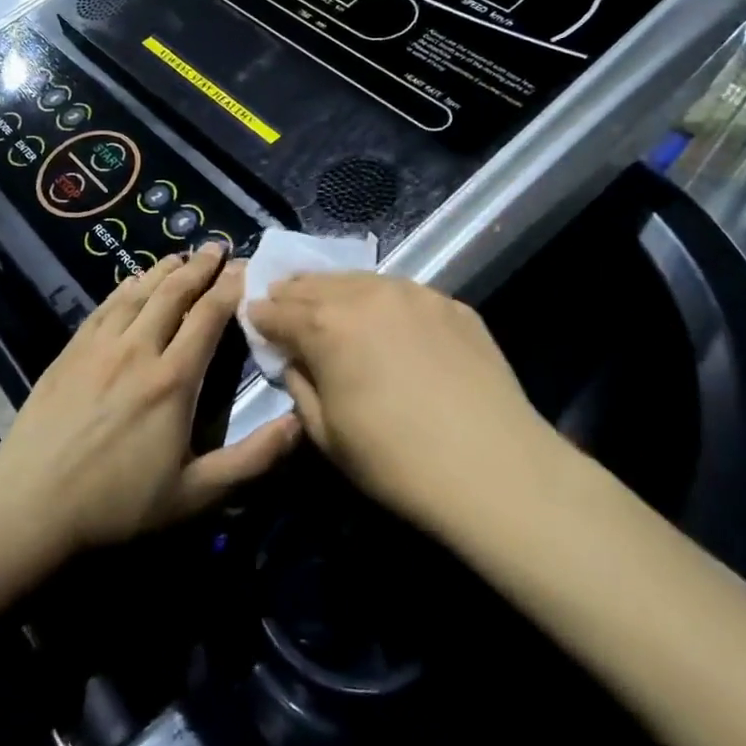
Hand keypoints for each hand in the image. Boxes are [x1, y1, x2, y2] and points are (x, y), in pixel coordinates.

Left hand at [0, 244, 299, 557]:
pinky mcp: (68, 354)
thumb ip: (252, 459)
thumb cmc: (117, 505)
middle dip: (199, 267)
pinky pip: (103, 308)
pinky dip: (124, 288)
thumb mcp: (195, 495)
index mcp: (172, 380)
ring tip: (182, 256)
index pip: (208, 317)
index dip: (229, 288)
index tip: (246, 268)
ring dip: (163, 270)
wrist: (30, 509)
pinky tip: (132, 282)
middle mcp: (137, 351)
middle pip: (173, 294)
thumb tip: (300, 424)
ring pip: (137, 294)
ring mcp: (97, 348)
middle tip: (218, 248)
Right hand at [246, 273, 571, 531]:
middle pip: (315, 284)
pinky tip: (384, 318)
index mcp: (326, 326)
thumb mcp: (326, 433)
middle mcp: (366, 295)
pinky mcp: (451, 304)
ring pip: (359, 279)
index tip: (252, 318)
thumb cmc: (395, 461)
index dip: (260, 316)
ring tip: (327, 300)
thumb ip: (300, 384)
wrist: (493, 466)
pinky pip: (402, 292)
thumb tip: (294, 358)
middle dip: (292, 293)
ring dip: (335, 289)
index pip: (278, 311)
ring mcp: (414, 294)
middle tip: (281, 301)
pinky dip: (380, 299)